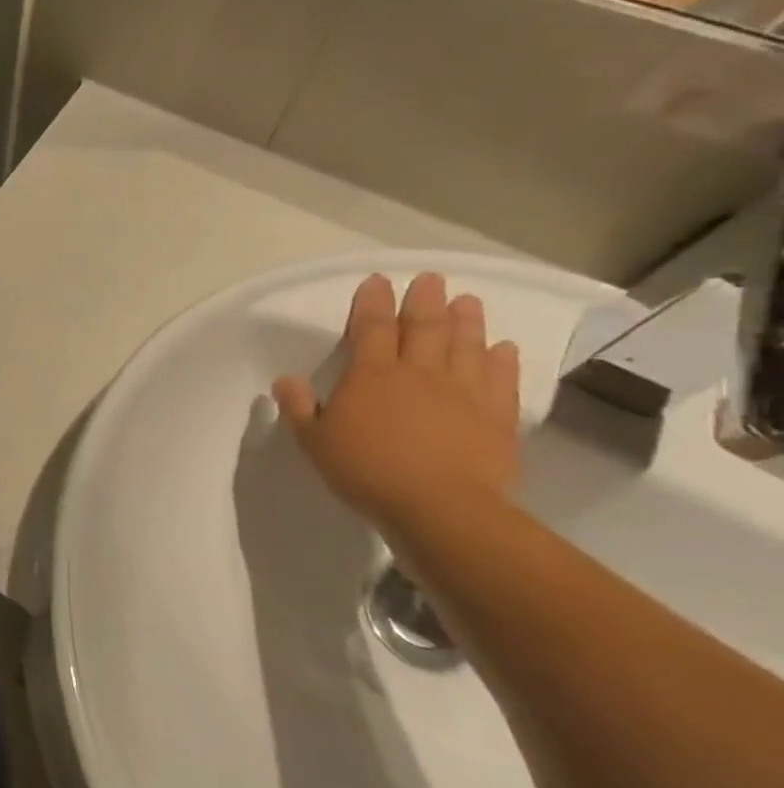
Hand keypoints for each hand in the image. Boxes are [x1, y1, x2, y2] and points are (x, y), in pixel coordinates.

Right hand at [272, 273, 521, 530]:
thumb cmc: (367, 472)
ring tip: (467, 300)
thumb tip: (285, 380)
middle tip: (430, 279)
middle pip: (424, 327)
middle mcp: (419, 373)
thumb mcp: (315, 442)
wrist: (441, 508)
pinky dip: (502, 359)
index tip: (377, 281)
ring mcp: (463, 392)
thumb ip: (300, 408)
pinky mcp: (497, 416)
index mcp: (371, 375)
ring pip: (466, 345)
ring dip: (466, 320)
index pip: (371, 328)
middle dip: (424, 300)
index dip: (372, 302)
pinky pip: (501, 379)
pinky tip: (503, 347)